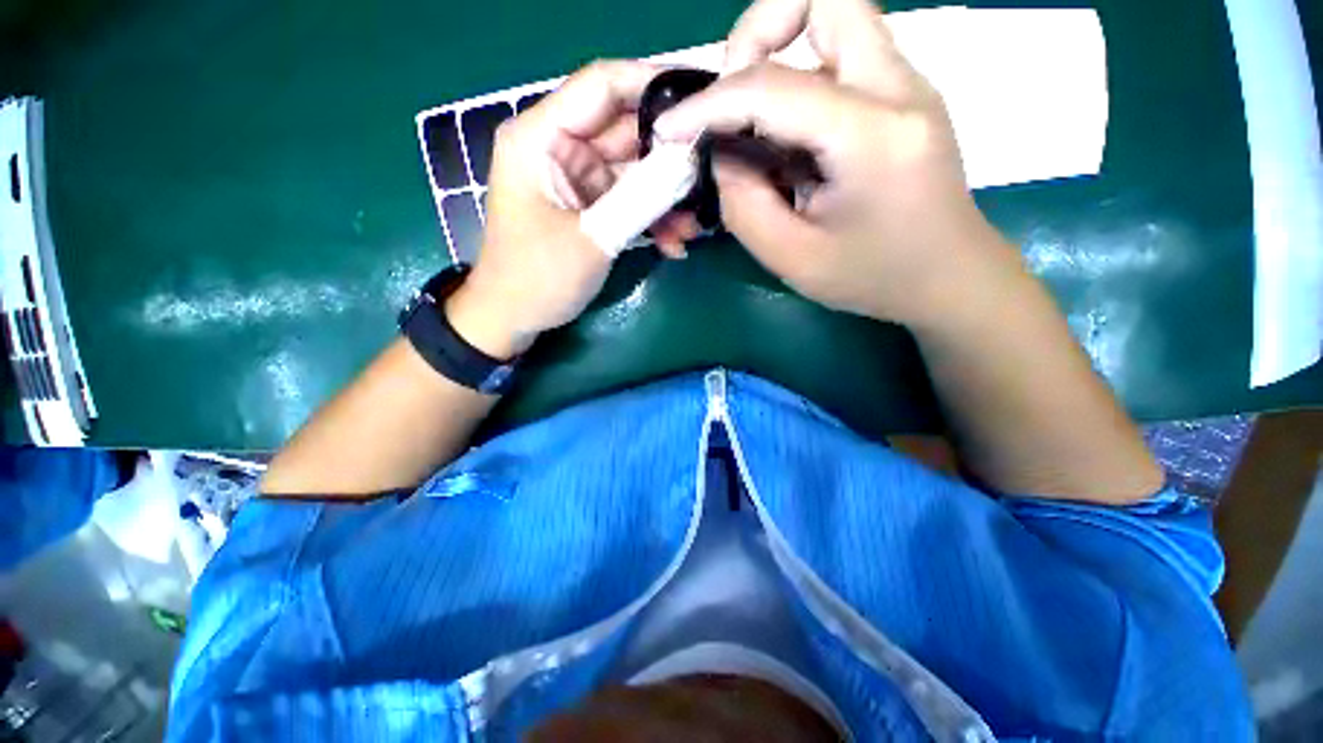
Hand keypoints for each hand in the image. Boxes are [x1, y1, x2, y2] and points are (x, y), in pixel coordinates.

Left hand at [446, 61, 698, 359]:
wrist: (515, 318)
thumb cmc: (538, 278)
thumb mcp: (592, 237)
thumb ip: (640, 197)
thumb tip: (688, 162)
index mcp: (541, 137)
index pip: (602, 85)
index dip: (652, 85)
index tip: (701, 100)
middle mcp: (560, 148)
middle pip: (625, 132)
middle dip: (668, 159)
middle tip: (709, 179)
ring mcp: (577, 179)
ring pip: (634, 172)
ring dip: (665, 200)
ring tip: (691, 230)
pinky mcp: (589, 206)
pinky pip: (629, 201)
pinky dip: (651, 220)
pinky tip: (673, 244)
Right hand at [655, 0, 1014, 326]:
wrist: (949, 276)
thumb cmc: (873, 278)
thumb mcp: (792, 258)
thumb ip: (744, 203)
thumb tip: (720, 153)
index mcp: (872, 137)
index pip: (774, 89)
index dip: (709, 103)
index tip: (670, 129)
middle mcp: (898, 89)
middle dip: (759, 31)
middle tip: (732, 95)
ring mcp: (906, 85)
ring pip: (835, 19)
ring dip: (780, 52)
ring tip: (755, 122)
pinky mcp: (902, 95)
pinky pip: (841, 57)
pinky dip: (799, 81)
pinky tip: (788, 139)